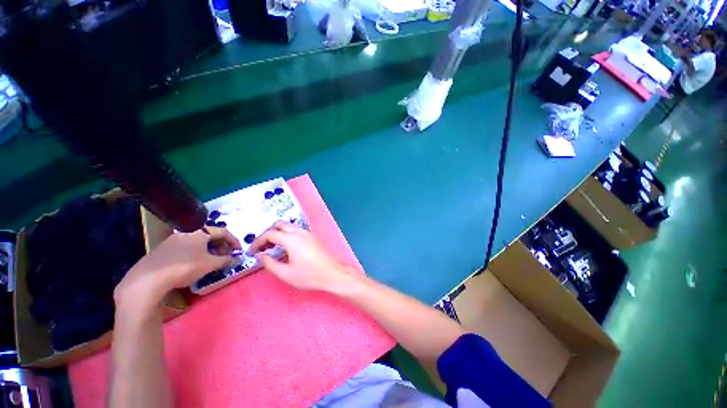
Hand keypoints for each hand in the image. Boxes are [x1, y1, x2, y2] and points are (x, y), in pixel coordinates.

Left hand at [115, 227, 240, 310]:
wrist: (148, 280)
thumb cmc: (184, 267)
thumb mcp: (210, 264)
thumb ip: (226, 260)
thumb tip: (236, 258)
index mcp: (200, 232)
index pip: (223, 232)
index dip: (234, 241)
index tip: (238, 251)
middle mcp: (186, 232)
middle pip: (210, 235)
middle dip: (221, 245)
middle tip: (226, 256)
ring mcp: (172, 240)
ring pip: (197, 242)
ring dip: (209, 250)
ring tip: (212, 261)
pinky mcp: (163, 250)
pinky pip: (186, 248)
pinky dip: (196, 253)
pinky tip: (194, 264)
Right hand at [248, 222, 357, 292]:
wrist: (332, 273)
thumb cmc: (309, 275)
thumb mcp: (285, 273)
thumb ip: (269, 263)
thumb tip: (259, 255)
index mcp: (291, 239)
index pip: (269, 234)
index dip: (257, 241)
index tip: (251, 252)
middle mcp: (299, 232)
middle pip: (279, 225)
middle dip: (267, 233)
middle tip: (261, 247)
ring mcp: (308, 233)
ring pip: (288, 226)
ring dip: (278, 233)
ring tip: (271, 248)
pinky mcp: (313, 237)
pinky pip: (296, 230)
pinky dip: (287, 235)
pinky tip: (285, 247)